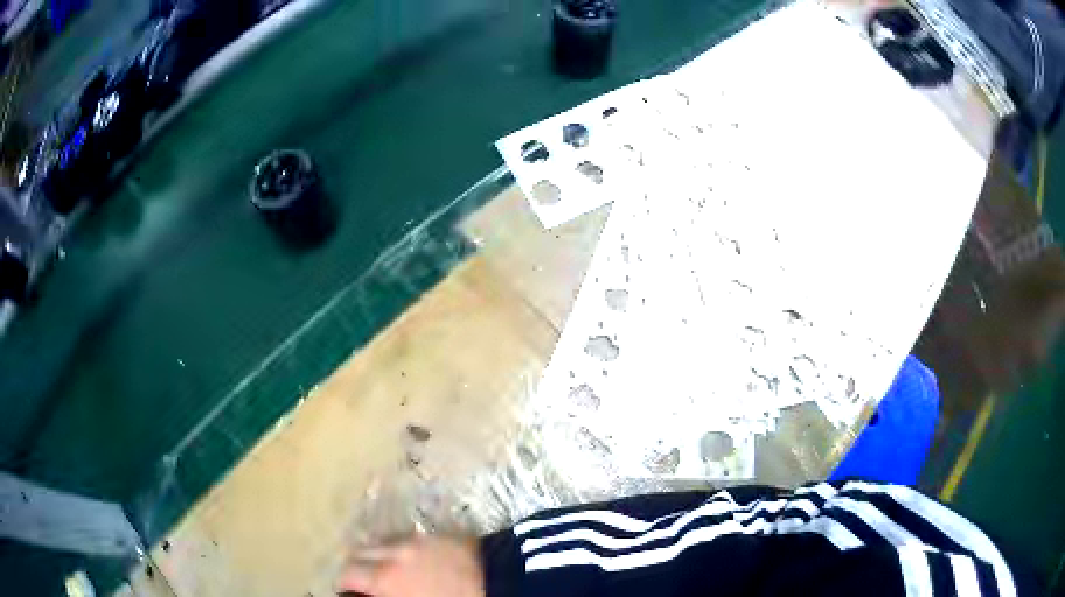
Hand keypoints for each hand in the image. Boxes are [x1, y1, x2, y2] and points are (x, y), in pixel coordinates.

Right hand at [337, 535, 485, 596]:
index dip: (345, 583)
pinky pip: (410, 537)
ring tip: (387, 568)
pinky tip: (413, 560)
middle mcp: (395, 552)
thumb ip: (386, 593)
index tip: (348, 591)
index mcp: (386, 576)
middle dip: (357, 565)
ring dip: (378, 553)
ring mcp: (419, 539)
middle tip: (365, 580)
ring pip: (384, 541)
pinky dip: (402, 547)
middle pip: (360, 551)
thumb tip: (371, 591)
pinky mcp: (441, 534)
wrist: (505, 584)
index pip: (348, 573)